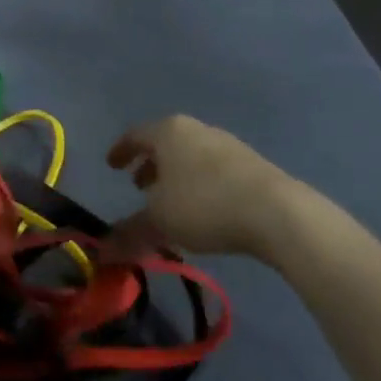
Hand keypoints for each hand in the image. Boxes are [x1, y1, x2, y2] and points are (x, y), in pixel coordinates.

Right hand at [103, 115, 306, 260]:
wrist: (276, 212)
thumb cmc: (204, 205)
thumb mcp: (160, 221)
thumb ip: (130, 231)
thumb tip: (103, 251)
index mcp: (168, 132)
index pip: (135, 135)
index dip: (120, 151)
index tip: (111, 165)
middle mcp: (196, 129)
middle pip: (165, 143)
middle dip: (149, 164)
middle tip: (138, 186)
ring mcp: (227, 144)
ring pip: (190, 156)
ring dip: (175, 176)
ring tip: (170, 202)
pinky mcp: (251, 164)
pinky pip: (213, 169)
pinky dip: (198, 183)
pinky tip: (202, 208)